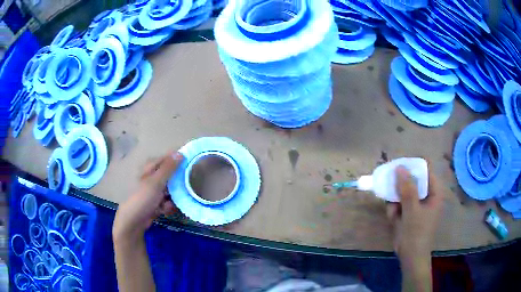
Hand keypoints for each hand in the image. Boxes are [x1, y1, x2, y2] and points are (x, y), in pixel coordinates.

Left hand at [113, 152, 183, 241]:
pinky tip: (164, 210)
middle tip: (183, 189)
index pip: (168, 159)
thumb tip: (180, 153)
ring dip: (173, 198)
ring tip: (168, 204)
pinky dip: (167, 206)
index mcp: (151, 168)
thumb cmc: (143, 198)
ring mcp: (155, 190)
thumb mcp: (156, 181)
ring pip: (172, 190)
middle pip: (172, 176)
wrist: (134, 220)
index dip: (179, 161)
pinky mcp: (156, 201)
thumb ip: (168, 168)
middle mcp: (153, 177)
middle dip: (177, 185)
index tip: (190, 166)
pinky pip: (168, 200)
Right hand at [387, 165, 442, 275]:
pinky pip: (399, 203)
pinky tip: (394, 219)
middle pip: (412, 180)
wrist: (410, 257)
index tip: (398, 168)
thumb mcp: (412, 210)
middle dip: (400, 188)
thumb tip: (400, 167)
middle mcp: (426, 195)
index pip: (425, 170)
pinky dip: (394, 210)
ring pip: (403, 192)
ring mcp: (417, 204)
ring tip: (394, 213)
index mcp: (434, 192)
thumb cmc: (416, 233)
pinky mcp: (409, 212)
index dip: (412, 166)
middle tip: (391, 191)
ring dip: (395, 201)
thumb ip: (407, 188)